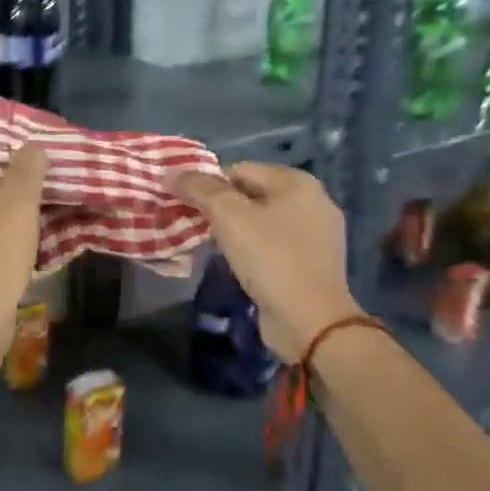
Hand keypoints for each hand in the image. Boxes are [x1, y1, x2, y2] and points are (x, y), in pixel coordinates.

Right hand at [173, 163, 359, 359]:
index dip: (207, 185)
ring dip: (233, 231)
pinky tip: (236, 265)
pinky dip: (251, 250)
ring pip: (260, 221)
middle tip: (194, 228)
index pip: (238, 170)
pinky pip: (272, 245)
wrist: (310, 320)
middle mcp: (312, 201)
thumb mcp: (228, 216)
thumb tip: (172, 174)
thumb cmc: (269, 258)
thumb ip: (199, 188)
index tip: (185, 207)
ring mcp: (316, 234)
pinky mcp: (312, 263)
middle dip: (219, 209)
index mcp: (296, 182)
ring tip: (211, 248)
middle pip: (250, 194)